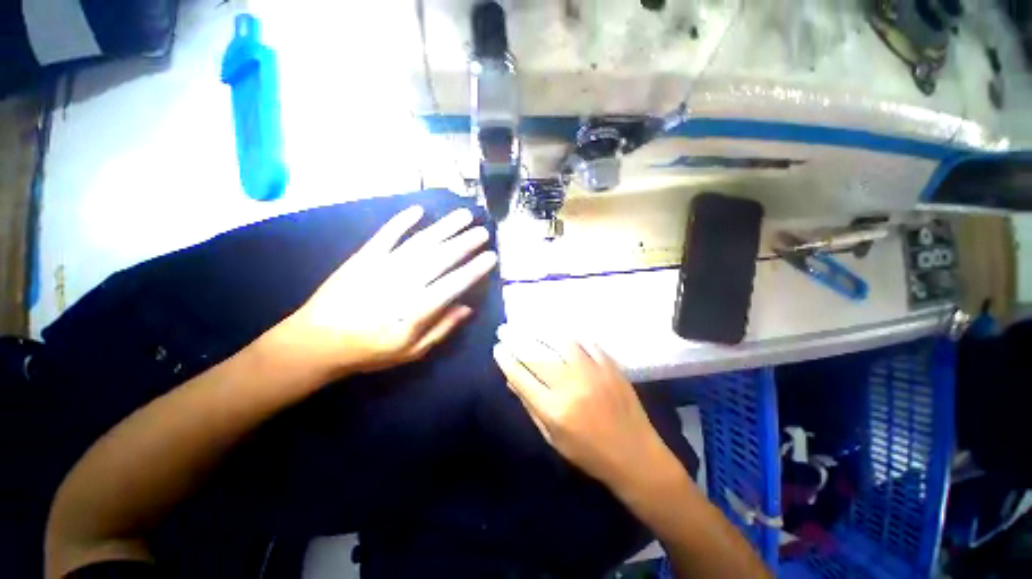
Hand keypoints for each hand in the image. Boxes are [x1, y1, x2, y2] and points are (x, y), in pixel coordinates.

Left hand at [273, 205, 497, 379]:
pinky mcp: (363, 258)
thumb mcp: (411, 352)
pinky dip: (401, 222)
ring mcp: (382, 267)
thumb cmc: (369, 350)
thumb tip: (467, 308)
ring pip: (420, 243)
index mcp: (415, 310)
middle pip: (440, 258)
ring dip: (443, 227)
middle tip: (483, 231)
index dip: (474, 270)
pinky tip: (417, 210)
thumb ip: (441, 329)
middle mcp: (402, 284)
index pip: (453, 284)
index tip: (491, 257)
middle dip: (465, 243)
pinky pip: (385, 236)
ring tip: (463, 215)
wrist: (316, 341)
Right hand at [492, 326, 678, 493]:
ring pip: (561, 342)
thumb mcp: (553, 438)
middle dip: (516, 340)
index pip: (521, 377)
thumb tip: (512, 380)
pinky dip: (572, 336)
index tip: (498, 348)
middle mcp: (571, 386)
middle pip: (537, 356)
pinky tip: (562, 332)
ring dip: (541, 331)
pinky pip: (588, 343)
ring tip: (530, 325)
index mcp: (554, 409)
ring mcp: (593, 373)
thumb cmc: (589, 454)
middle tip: (505, 329)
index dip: (506, 360)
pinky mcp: (610, 367)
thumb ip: (531, 406)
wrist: (635, 456)